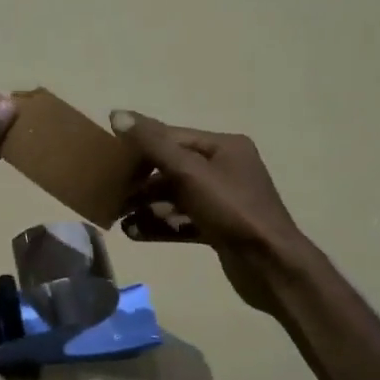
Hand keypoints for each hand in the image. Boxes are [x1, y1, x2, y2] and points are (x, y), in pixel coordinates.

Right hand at [108, 110, 310, 313]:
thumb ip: (153, 144)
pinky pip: (183, 220)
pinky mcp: (219, 229)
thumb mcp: (189, 172)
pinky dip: (161, 225)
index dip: (140, 145)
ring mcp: (223, 201)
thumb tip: (117, 114)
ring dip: (147, 207)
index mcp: (224, 147)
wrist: (270, 265)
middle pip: (173, 168)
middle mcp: (226, 168)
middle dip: (141, 183)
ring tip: (119, 219)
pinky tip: (135, 233)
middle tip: (112, 196)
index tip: (109, 159)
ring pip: (176, 197)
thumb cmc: (231, 210)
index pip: (172, 137)